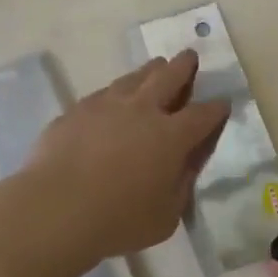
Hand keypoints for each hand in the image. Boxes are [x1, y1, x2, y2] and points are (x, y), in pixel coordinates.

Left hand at [25, 52, 229, 263]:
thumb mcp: (166, 216)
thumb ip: (181, 184)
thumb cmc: (118, 220)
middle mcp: (143, 110)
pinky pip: (104, 93)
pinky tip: (114, 98)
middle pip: (169, 77)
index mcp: (172, 136)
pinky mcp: (77, 110)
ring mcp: (107, 105)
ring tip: (156, 67)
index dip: (216, 108)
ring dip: (150, 71)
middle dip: (184, 66)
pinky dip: (117, 91)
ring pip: (135, 77)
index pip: (203, 115)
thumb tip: (187, 163)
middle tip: (189, 56)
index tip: (222, 103)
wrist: (55, 208)